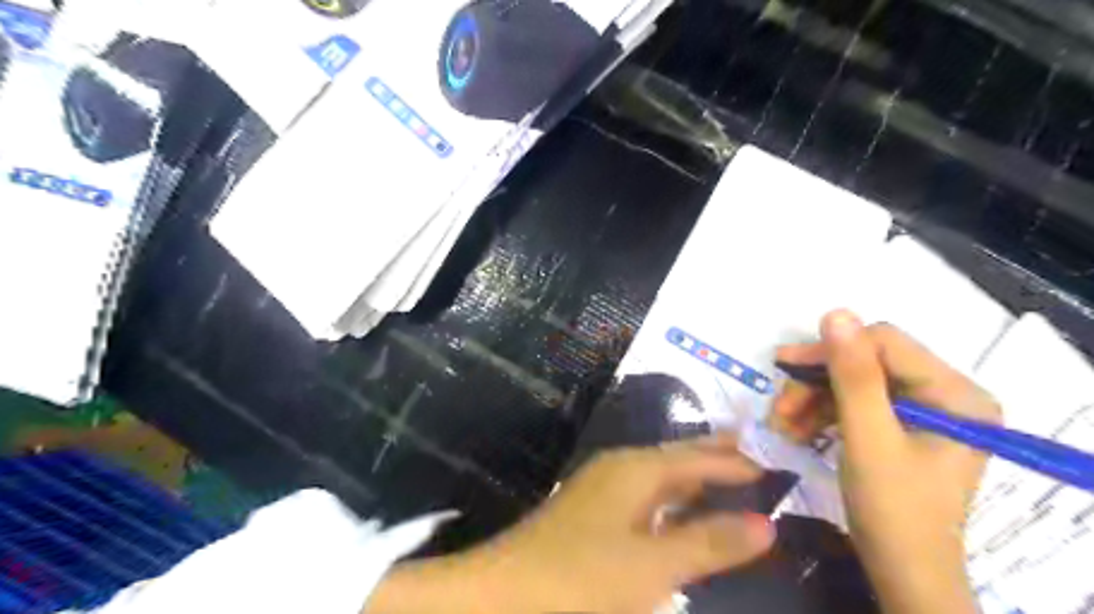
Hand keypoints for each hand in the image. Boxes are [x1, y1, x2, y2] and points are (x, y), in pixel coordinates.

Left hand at [366, 436, 777, 613]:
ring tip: (725, 480)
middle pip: (678, 457)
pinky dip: (671, 499)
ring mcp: (603, 487)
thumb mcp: (654, 566)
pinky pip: (645, 494)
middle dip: (714, 458)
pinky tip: (678, 513)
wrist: (503, 594)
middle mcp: (621, 468)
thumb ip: (709, 542)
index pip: (698, 457)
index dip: (734, 463)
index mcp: (638, 469)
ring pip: (660, 475)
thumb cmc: (581, 579)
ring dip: (692, 478)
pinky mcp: (592, 511)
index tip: (771, 467)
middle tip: (752, 457)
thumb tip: (766, 523)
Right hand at [767, 311, 998, 613]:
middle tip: (779, 406)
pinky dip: (820, 415)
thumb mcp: (868, 439)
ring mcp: (921, 410)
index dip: (831, 350)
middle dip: (815, 383)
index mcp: (956, 394)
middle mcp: (944, 394)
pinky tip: (795, 430)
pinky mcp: (898, 426)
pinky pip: (851, 404)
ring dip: (810, 401)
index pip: (886, 343)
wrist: (902, 574)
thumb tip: (835, 312)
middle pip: (865, 363)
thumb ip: (853, 375)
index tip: (783, 366)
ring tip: (781, 424)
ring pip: (851, 383)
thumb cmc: (894, 511)